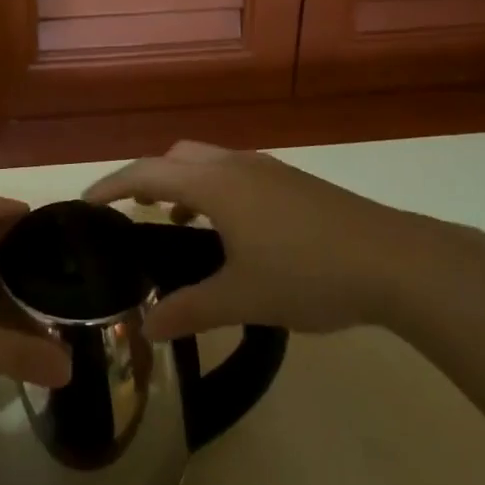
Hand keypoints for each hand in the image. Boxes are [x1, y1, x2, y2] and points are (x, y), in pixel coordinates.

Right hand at [85, 141, 441, 341]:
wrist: (396, 262)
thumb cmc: (308, 274)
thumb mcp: (243, 298)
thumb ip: (190, 310)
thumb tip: (147, 328)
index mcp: (215, 184)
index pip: (146, 173)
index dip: (112, 185)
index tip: (87, 203)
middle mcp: (236, 165)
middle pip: (176, 156)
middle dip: (148, 178)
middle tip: (133, 213)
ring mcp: (269, 169)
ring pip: (209, 162)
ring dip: (185, 184)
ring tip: (180, 224)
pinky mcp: (294, 182)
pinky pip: (236, 173)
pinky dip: (215, 190)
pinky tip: (233, 232)